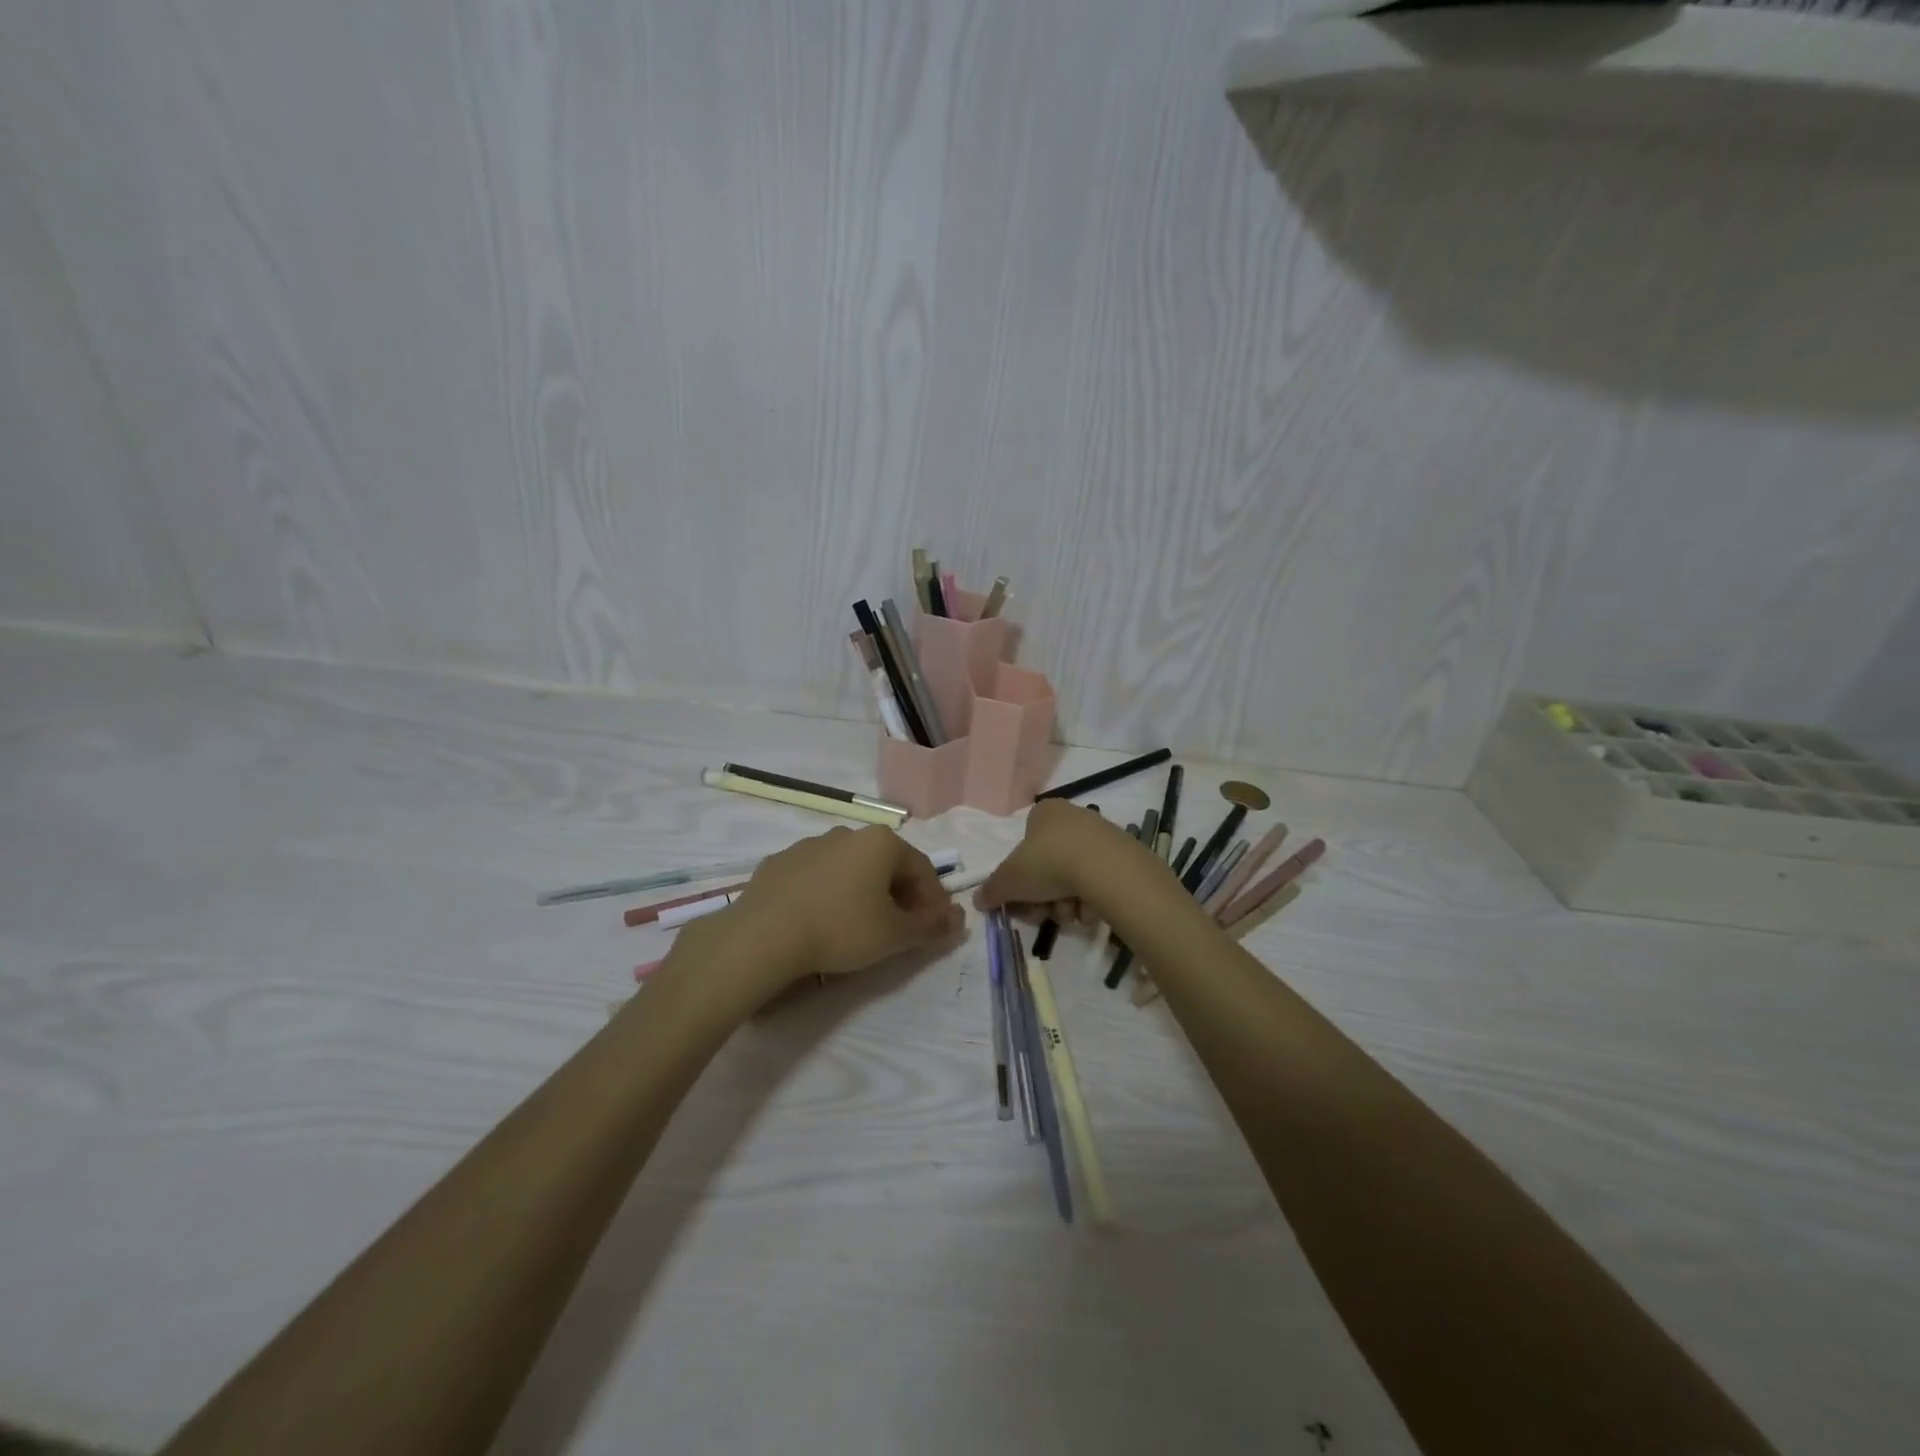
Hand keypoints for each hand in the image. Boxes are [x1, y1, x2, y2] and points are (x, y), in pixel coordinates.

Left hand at [695, 826, 963, 988]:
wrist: (763, 935)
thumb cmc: (841, 929)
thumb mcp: (895, 936)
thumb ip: (931, 927)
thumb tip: (957, 921)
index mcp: (881, 842)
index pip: (923, 869)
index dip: (935, 902)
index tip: (935, 931)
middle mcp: (848, 833)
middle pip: (887, 865)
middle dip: (901, 896)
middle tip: (902, 931)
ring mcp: (809, 845)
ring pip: (850, 869)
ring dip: (864, 893)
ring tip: (860, 928)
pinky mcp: (779, 863)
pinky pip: (816, 878)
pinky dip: (828, 895)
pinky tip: (821, 922)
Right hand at [974, 798, 1143, 921]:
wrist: (1105, 869)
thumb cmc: (1048, 863)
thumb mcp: (1008, 880)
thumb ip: (991, 890)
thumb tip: (978, 900)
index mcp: (1044, 812)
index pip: (1025, 844)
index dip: (1020, 876)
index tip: (1021, 898)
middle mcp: (1074, 817)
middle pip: (1049, 866)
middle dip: (1044, 895)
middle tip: (1043, 912)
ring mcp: (1101, 836)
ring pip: (1073, 878)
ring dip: (1066, 902)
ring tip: (1070, 911)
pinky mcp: (1124, 857)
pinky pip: (1098, 884)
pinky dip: (1091, 900)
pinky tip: (1092, 909)